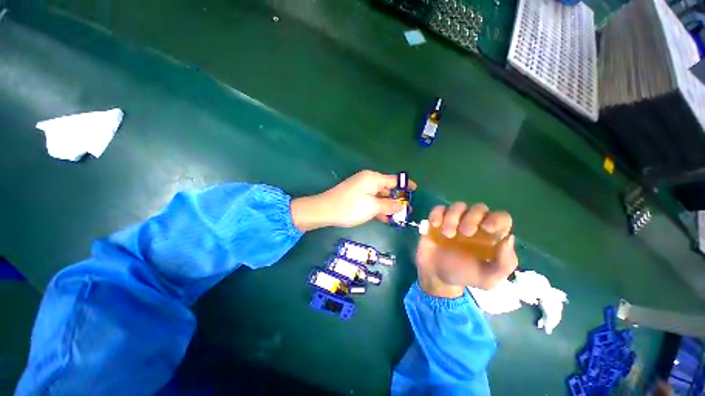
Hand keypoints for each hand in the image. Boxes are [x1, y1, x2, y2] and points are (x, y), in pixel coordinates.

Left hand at [290, 170, 416, 230]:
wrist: (324, 210)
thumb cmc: (350, 207)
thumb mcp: (372, 207)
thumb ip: (389, 205)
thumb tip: (401, 205)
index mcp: (373, 178)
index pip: (394, 180)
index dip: (406, 185)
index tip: (415, 190)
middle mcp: (368, 180)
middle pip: (387, 188)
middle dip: (396, 199)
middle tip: (406, 211)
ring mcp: (361, 188)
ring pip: (379, 196)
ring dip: (387, 205)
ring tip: (397, 218)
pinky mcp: (356, 195)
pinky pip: (371, 200)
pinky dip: (377, 207)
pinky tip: (384, 218)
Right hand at [415, 203, 517, 297]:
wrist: (436, 276)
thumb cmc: (464, 275)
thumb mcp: (488, 278)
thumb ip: (504, 263)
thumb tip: (508, 238)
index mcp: (490, 236)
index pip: (501, 218)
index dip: (497, 219)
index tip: (488, 228)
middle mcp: (474, 224)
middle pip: (479, 208)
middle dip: (473, 218)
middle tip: (466, 233)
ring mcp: (454, 221)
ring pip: (459, 206)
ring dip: (453, 217)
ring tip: (447, 234)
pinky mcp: (437, 220)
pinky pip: (439, 209)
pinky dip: (437, 214)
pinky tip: (435, 225)